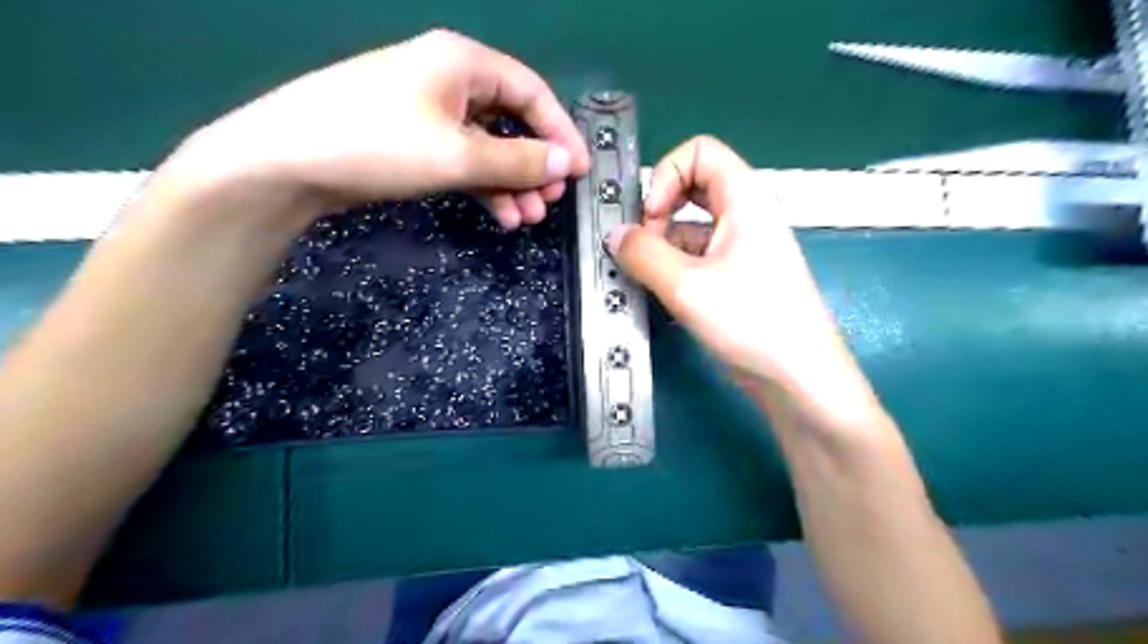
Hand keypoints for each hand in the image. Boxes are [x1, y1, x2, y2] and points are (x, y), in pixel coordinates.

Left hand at [169, 31, 591, 230]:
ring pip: (489, 146)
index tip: (581, 171)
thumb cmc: (378, 144)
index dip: (561, 132)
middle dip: (535, 165)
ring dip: (511, 182)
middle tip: (549, 203)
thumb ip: (519, 160)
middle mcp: (449, 79)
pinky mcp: (414, 140)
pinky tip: (499, 214)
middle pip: (511, 121)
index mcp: (463, 62)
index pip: (532, 92)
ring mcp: (429, 111)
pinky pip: (464, 160)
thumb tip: (567, 163)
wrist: (286, 163)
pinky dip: (484, 186)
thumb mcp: (458, 155)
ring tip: (525, 218)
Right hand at [610, 135, 840, 386]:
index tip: (650, 218)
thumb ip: (643, 254)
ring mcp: (743, 249)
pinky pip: (698, 257)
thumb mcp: (686, 286)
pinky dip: (675, 268)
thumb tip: (615, 236)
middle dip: (659, 211)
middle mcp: (746, 216)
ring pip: (692, 227)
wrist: (800, 379)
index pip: (700, 151)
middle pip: (693, 187)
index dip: (666, 175)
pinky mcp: (738, 278)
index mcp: (745, 199)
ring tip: (646, 279)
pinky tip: (663, 296)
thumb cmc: (752, 322)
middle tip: (641, 247)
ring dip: (663, 245)